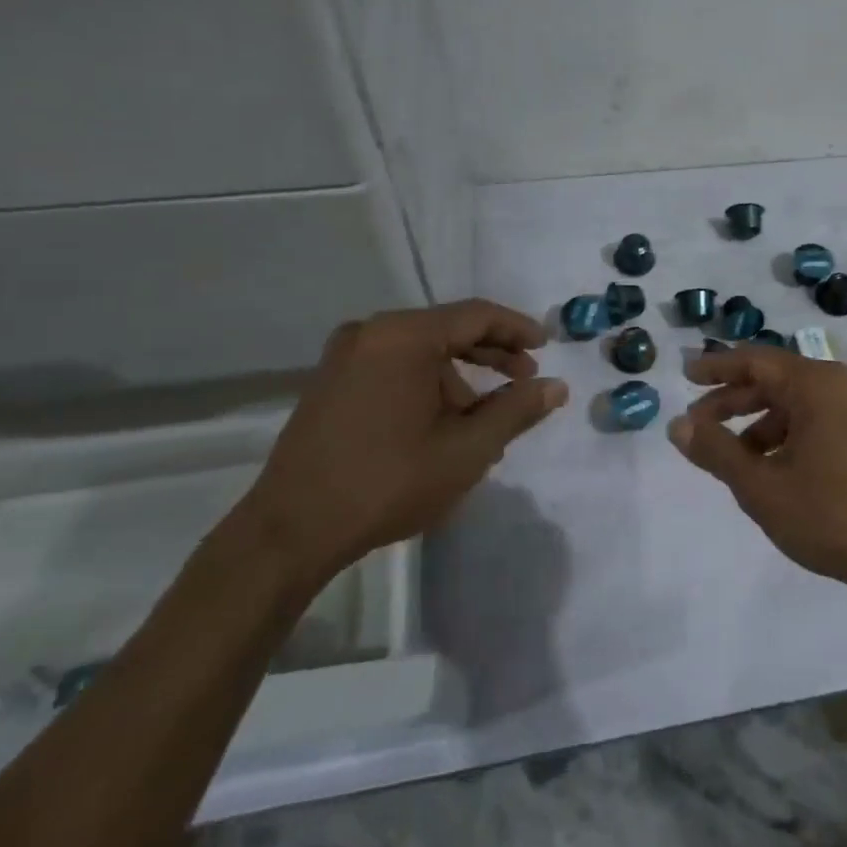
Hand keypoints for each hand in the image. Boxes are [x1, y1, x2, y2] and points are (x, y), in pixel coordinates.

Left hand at [241, 301, 566, 587]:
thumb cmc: (388, 482)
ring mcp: (344, 357)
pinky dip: (427, 387)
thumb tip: (556, 387)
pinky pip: (393, 368)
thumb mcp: (467, 449)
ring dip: (459, 379)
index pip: (476, 315)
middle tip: (525, 380)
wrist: (290, 531)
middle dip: (491, 355)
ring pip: (421, 353)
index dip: (518, 329)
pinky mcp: (330, 382)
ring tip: (485, 422)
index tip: (547, 346)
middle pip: (448, 330)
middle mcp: (371, 333)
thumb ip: (516, 411)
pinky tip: (442, 425)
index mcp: (403, 336)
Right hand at [668, 346, 846, 594]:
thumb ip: (716, 451)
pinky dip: (787, 434)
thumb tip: (677, 425)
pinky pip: (818, 419)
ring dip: (759, 422)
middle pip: (775, 380)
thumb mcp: (761, 487)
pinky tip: (771, 467)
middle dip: (733, 400)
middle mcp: (841, 385)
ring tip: (731, 456)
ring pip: (796, 403)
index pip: (755, 361)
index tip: (685, 376)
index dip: (716, 368)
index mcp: (817, 385)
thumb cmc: (830, 516)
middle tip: (698, 424)